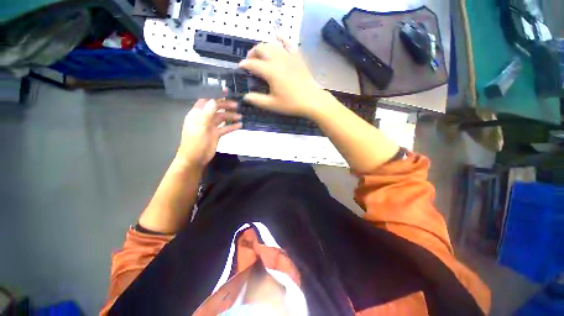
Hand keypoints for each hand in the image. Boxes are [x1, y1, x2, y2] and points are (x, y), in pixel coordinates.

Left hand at [176, 99, 241, 167]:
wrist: (195, 159)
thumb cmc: (195, 142)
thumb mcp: (200, 126)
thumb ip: (207, 113)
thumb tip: (215, 100)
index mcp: (197, 114)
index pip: (206, 100)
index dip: (214, 94)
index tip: (225, 91)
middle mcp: (204, 118)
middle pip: (216, 109)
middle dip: (225, 106)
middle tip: (236, 105)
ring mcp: (210, 126)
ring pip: (222, 118)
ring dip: (230, 116)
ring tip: (240, 116)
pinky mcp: (216, 134)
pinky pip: (225, 128)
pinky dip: (232, 126)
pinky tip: (239, 125)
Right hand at [238, 38, 327, 118]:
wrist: (311, 100)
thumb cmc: (291, 104)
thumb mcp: (272, 105)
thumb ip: (257, 100)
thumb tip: (245, 97)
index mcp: (270, 71)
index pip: (252, 64)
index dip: (244, 65)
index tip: (240, 67)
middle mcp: (277, 59)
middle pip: (260, 49)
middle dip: (252, 53)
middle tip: (250, 60)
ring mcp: (288, 56)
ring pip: (272, 44)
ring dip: (263, 46)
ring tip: (260, 53)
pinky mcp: (297, 57)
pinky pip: (289, 43)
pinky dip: (282, 38)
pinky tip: (278, 36)